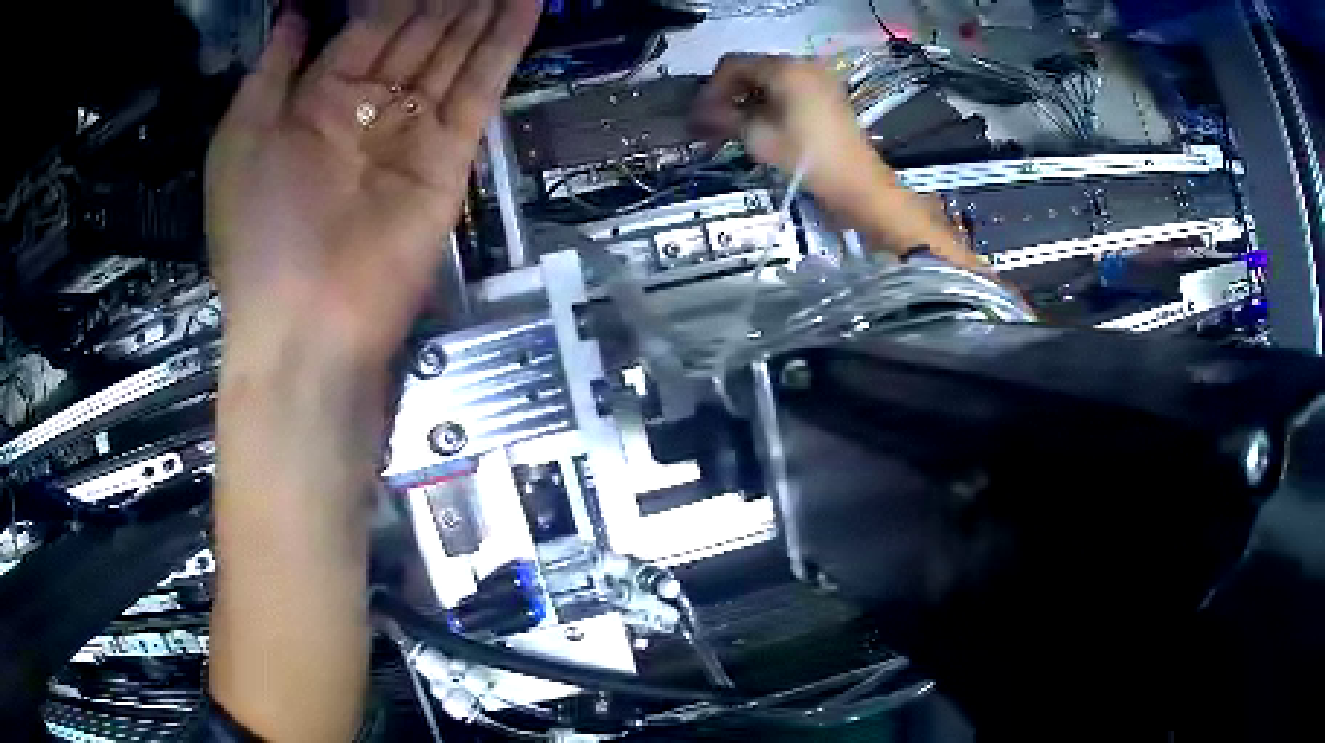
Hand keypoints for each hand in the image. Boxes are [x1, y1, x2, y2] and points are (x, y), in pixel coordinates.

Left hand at [207, 0, 541, 366]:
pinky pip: (481, 87)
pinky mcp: (451, 156)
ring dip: (483, 8)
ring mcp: (414, 130)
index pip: (367, 25)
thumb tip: (295, 12)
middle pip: (418, 31)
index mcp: (317, 100)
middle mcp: (369, 108)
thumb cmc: (259, 230)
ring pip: (455, 50)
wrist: (307, 322)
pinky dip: (505, 45)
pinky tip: (528, 3)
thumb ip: (272, 69)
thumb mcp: (242, 137)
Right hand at [694, 53, 983, 270]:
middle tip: (713, 125)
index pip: (732, 65)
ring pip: (769, 81)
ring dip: (747, 101)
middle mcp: (802, 64)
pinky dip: (770, 104)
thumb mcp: (758, 138)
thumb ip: (724, 117)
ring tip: (734, 130)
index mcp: (784, 68)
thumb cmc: (807, 158)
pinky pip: (789, 90)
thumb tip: (698, 114)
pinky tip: (760, 128)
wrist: (859, 186)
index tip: (701, 116)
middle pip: (751, 70)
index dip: (711, 89)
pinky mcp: (828, 95)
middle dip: (729, 95)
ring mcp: (818, 79)